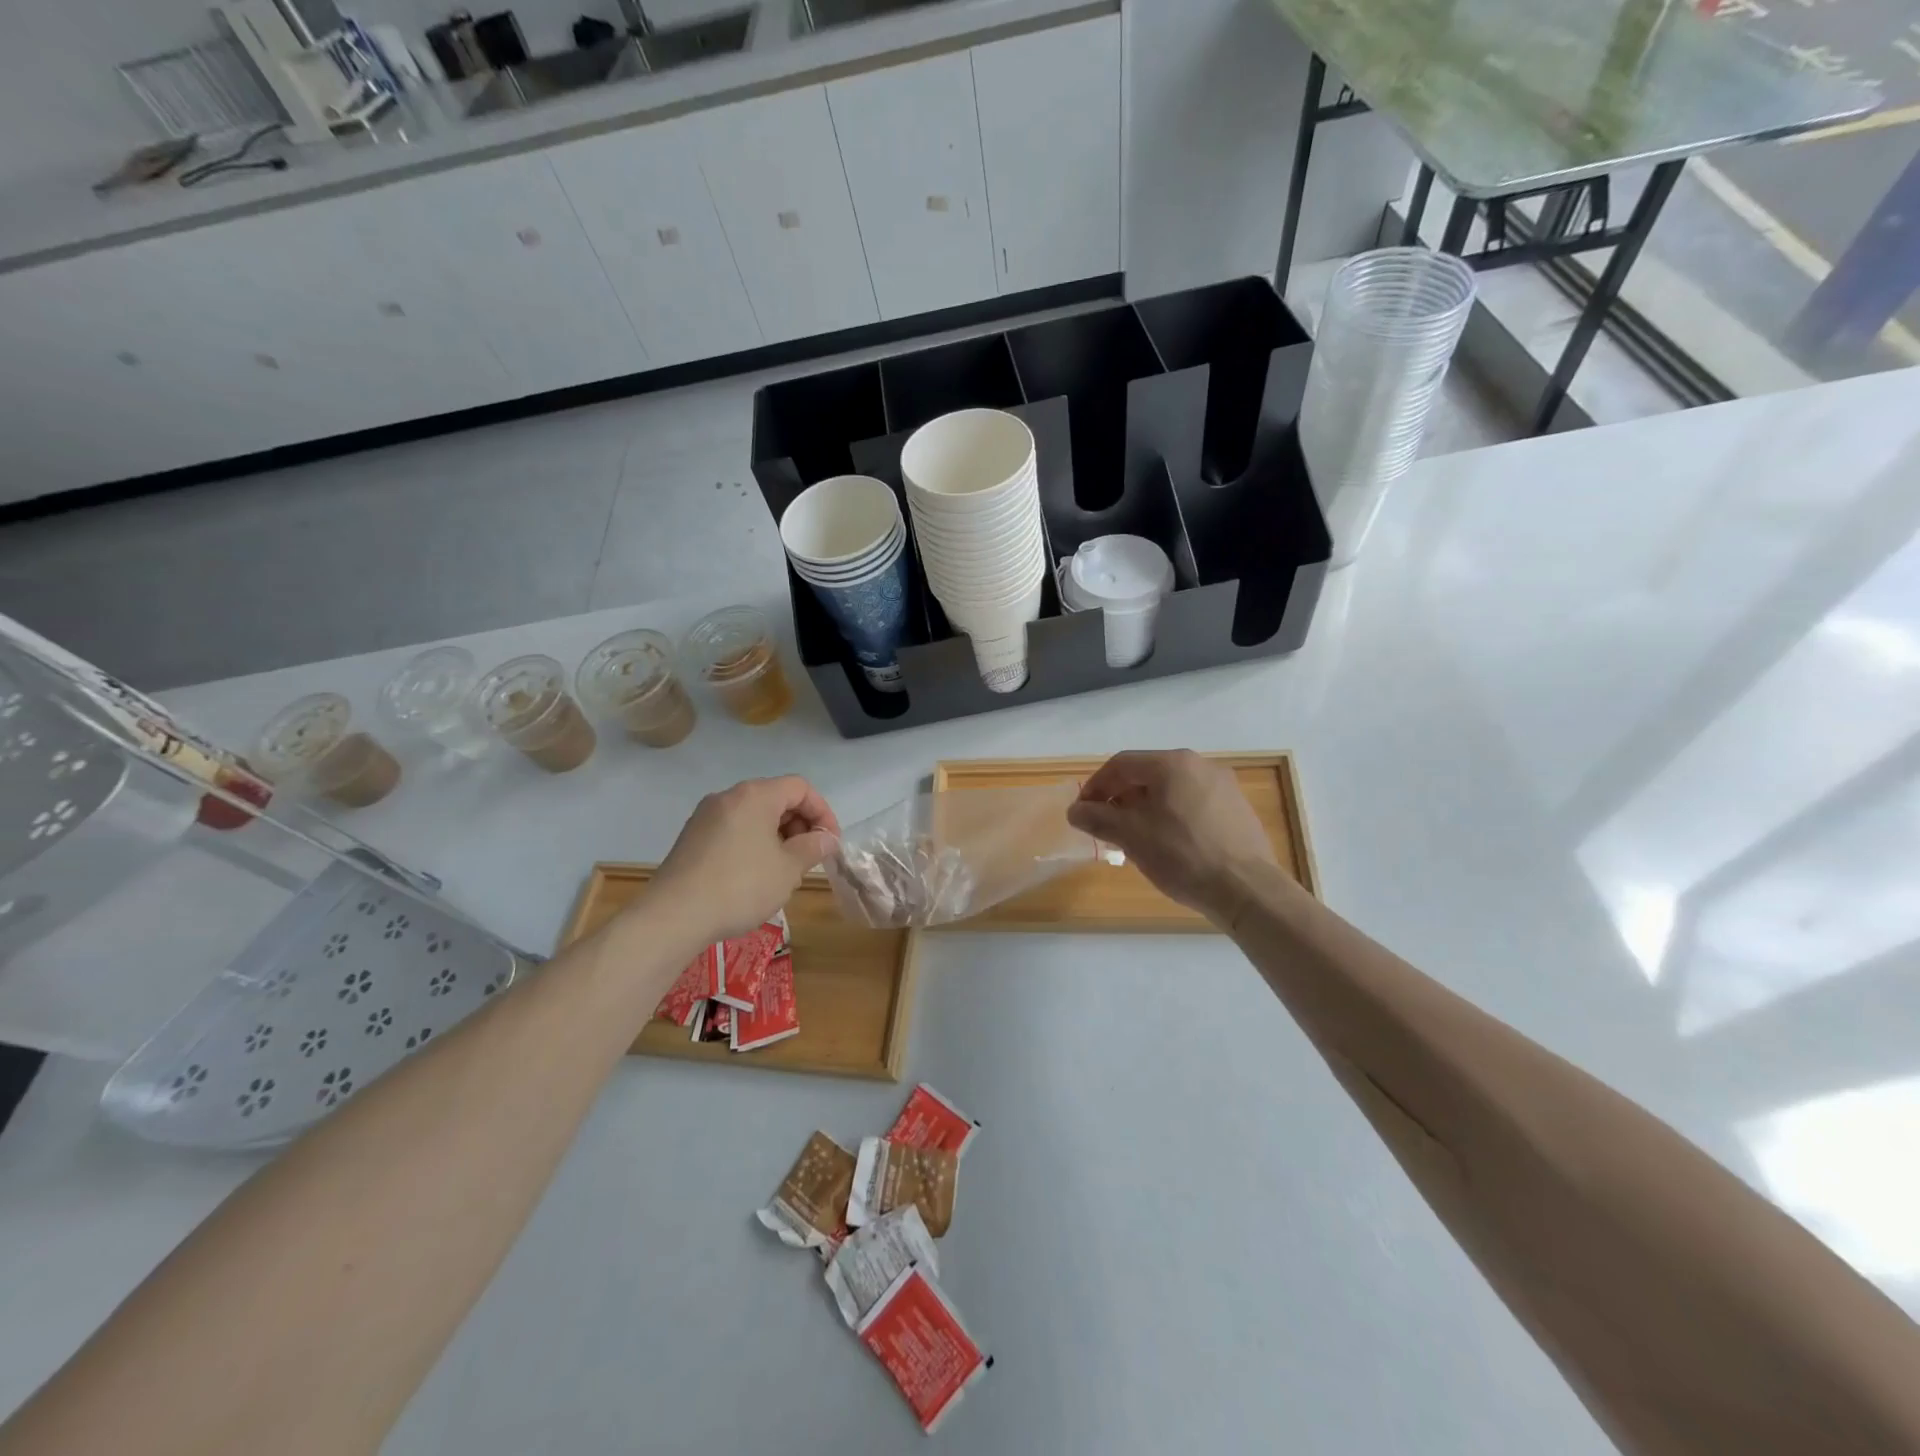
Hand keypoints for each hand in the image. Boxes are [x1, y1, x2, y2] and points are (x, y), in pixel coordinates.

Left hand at [650, 777, 840, 942]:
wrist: (674, 916)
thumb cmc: (741, 886)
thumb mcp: (788, 869)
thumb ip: (812, 847)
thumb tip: (825, 838)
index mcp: (755, 795)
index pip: (800, 788)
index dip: (822, 812)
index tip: (830, 843)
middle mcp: (728, 797)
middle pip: (776, 798)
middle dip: (800, 825)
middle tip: (809, 858)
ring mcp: (705, 817)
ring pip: (754, 816)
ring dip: (777, 837)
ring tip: (784, 872)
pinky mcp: (691, 838)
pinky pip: (734, 831)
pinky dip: (753, 844)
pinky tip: (754, 877)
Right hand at [1067, 751, 1276, 923]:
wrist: (1246, 889)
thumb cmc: (1182, 855)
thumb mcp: (1131, 836)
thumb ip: (1098, 818)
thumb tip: (1075, 810)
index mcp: (1172, 763)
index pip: (1121, 764)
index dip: (1096, 786)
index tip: (1082, 811)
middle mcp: (1200, 765)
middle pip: (1147, 774)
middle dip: (1120, 797)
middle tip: (1105, 825)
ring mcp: (1223, 786)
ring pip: (1171, 789)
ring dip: (1145, 808)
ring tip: (1134, 837)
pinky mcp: (1237, 808)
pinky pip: (1193, 803)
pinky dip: (1171, 816)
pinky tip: (1168, 844)